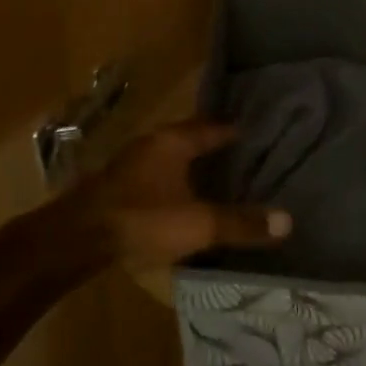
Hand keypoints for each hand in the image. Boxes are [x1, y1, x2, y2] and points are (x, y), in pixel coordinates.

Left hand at [62, 119, 291, 271]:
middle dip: (214, 148)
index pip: (212, 127)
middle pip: (190, 140)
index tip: (258, 134)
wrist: (77, 238)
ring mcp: (130, 165)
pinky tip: (183, 200)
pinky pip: (156, 177)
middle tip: (244, 157)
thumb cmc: (142, 219)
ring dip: (192, 167)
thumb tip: (287, 221)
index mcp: (172, 142)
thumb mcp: (198, 224)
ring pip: (171, 159)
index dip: (234, 131)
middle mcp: (151, 145)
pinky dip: (174, 184)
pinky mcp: (117, 187)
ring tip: (218, 180)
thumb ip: (240, 222)